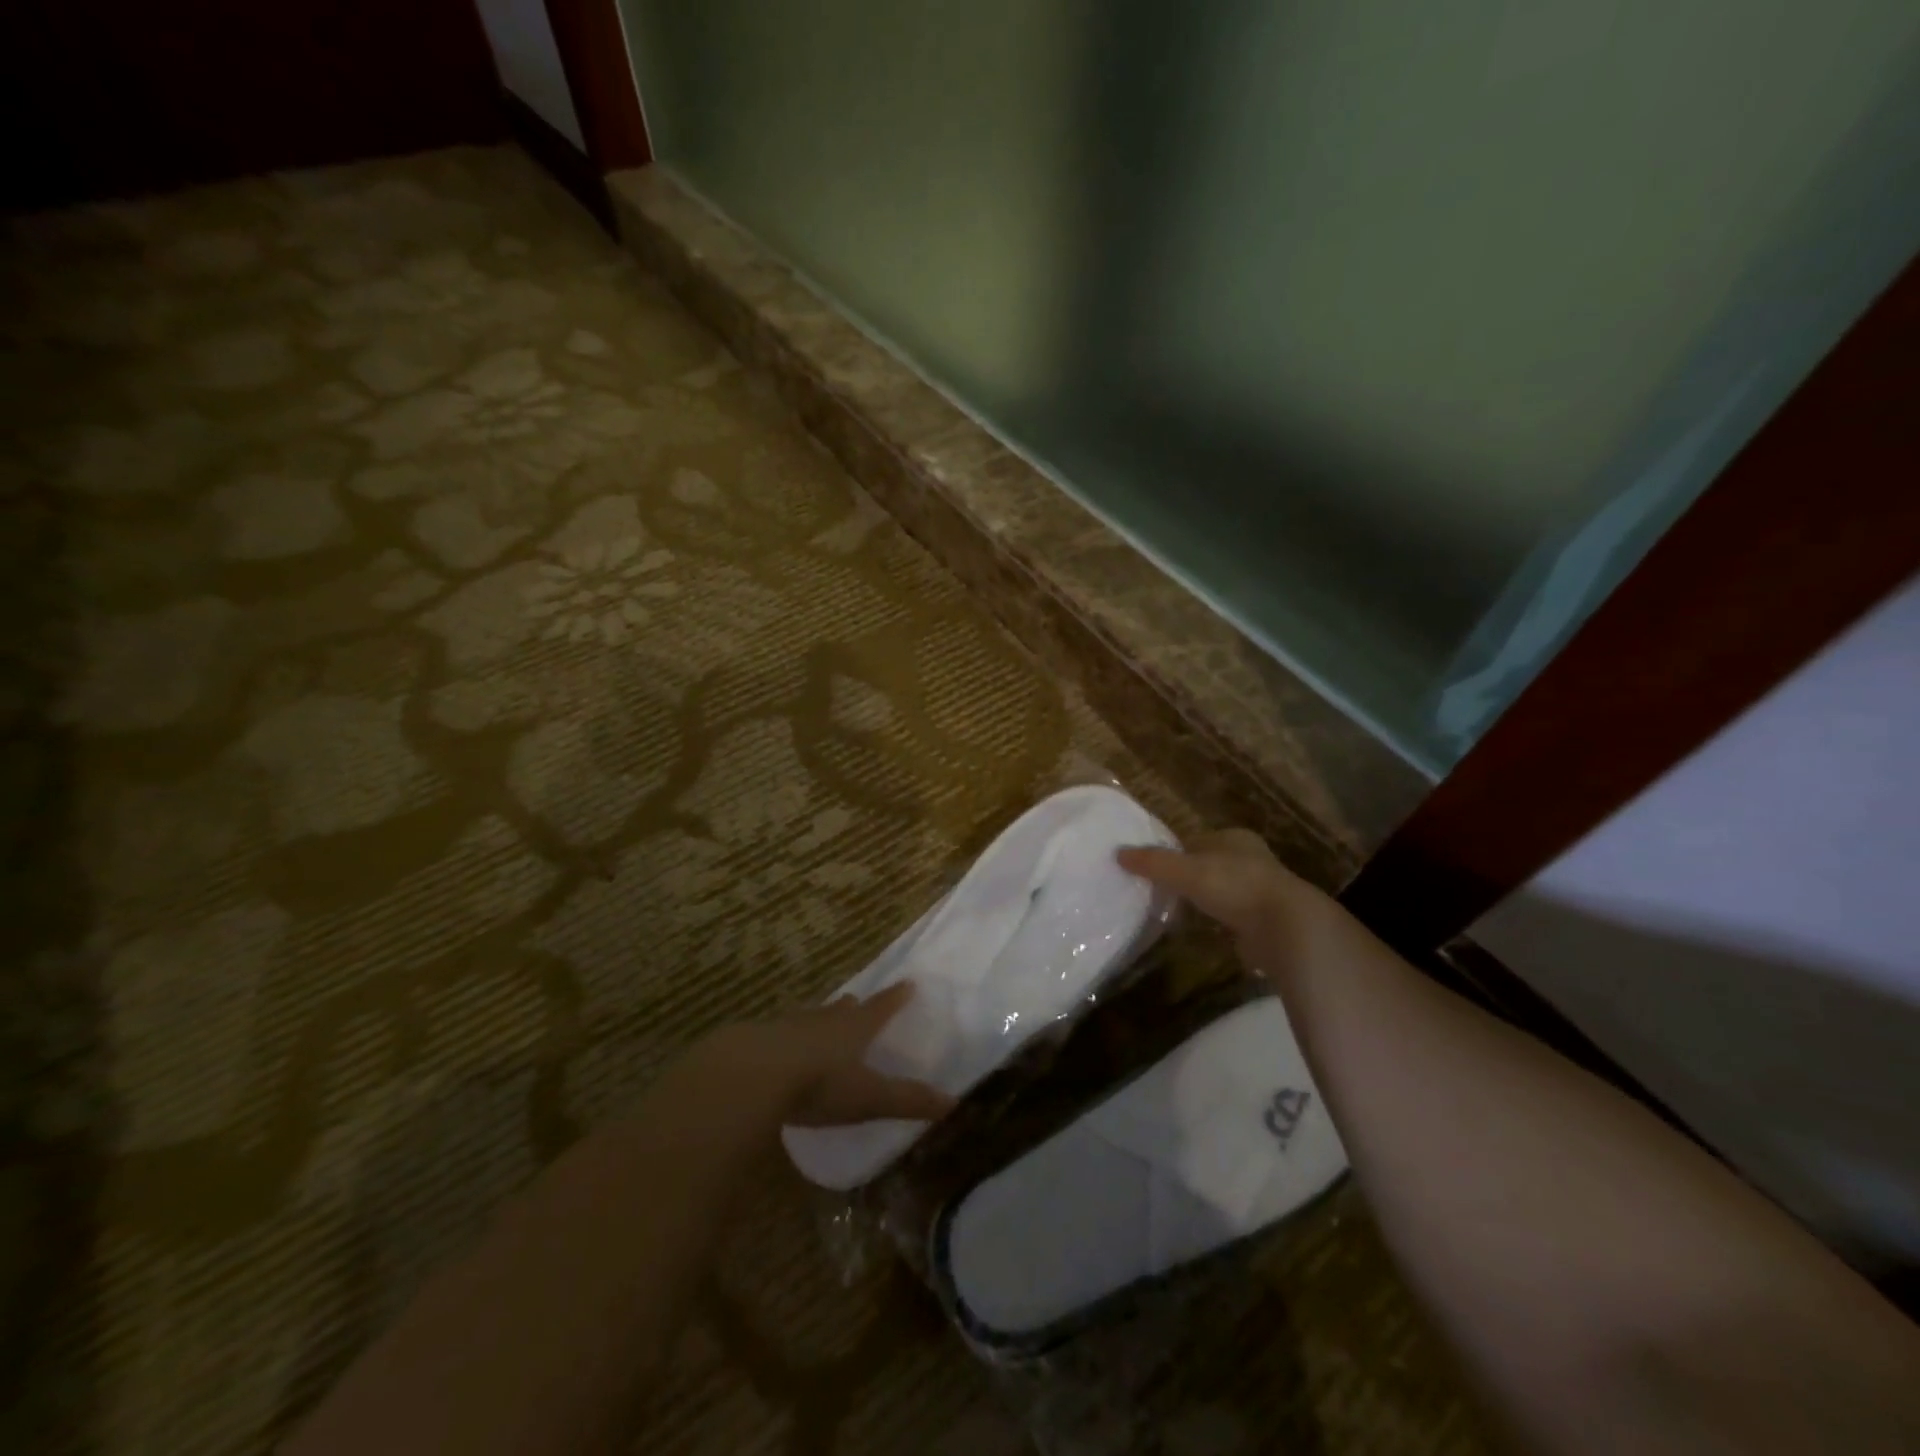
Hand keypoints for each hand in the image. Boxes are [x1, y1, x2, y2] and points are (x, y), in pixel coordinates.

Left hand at [708, 983, 955, 1127]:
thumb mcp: (868, 1097)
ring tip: (820, 1021)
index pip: (881, 1009)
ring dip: (817, 1020)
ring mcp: (786, 1027)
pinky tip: (778, 1050)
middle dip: (851, 1008)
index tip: (907, 983)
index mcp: (853, 1030)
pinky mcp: (756, 1042)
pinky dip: (784, 1040)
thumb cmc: (820, 1083)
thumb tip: (954, 1102)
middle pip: (841, 1010)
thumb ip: (907, 1100)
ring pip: (808, 1019)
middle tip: (855, 1002)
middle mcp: (822, 1021)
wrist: (752, 1073)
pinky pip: (777, 1036)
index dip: (895, 998)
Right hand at [1118, 828, 1344, 978]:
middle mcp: (1250, 859)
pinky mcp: (1263, 920)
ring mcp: (1260, 891)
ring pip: (1220, 891)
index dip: (1174, 851)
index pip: (1196, 840)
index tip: (1152, 867)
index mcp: (1234, 839)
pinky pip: (1230, 916)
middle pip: (1208, 864)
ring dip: (1201, 900)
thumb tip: (1118, 853)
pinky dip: (1215, 921)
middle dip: (1187, 876)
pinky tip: (1199, 930)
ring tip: (1174, 911)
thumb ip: (1153, 862)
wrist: (1285, 928)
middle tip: (1158, 889)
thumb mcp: (1186, 871)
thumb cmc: (1235, 886)